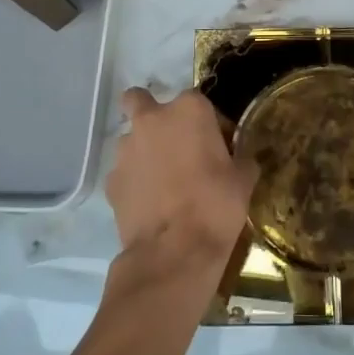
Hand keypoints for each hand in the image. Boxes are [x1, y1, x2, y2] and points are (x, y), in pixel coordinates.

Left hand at [110, 88, 254, 270]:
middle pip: (141, 101)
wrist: (173, 253)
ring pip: (131, 139)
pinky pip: (124, 173)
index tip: (219, 147)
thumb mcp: (243, 180)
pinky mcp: (110, 181)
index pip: (201, 104)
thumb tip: (241, 159)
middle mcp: (152, 120)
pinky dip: (133, 182)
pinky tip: (148, 203)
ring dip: (143, 151)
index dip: (211, 125)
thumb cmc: (215, 206)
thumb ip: (241, 159)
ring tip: (161, 181)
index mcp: (189, 109)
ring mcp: (126, 149)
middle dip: (152, 115)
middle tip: (172, 142)